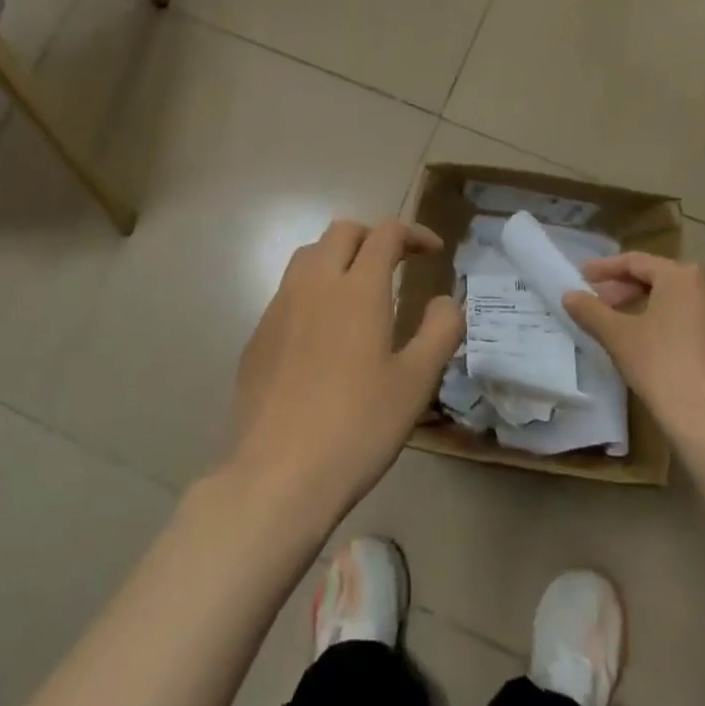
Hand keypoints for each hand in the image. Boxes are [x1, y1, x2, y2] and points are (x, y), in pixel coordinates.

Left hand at [222, 218, 464, 527]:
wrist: (279, 474)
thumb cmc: (358, 426)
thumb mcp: (415, 383)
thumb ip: (440, 331)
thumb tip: (447, 299)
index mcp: (358, 289)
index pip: (385, 234)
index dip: (413, 233)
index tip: (433, 252)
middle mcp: (314, 285)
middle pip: (342, 232)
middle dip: (373, 237)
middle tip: (396, 264)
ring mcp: (279, 308)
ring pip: (308, 255)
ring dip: (338, 256)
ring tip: (358, 289)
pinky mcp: (258, 336)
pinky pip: (287, 291)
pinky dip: (312, 289)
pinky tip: (323, 331)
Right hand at [563, 254, 704, 456]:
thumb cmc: (661, 367)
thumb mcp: (617, 336)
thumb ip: (591, 311)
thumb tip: (569, 295)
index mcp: (684, 277)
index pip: (637, 262)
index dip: (606, 268)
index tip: (582, 276)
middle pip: (662, 280)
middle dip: (627, 289)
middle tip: (601, 304)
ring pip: (682, 303)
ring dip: (651, 308)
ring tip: (626, 326)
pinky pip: (699, 326)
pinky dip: (674, 328)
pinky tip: (658, 351)